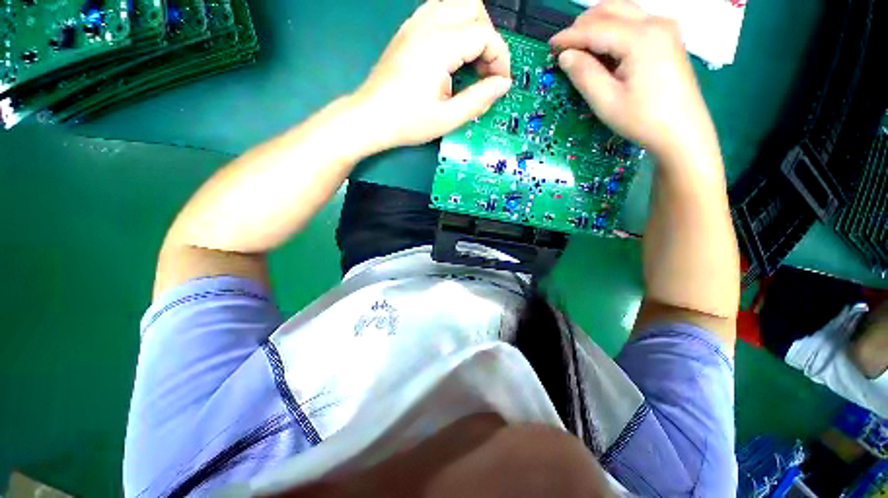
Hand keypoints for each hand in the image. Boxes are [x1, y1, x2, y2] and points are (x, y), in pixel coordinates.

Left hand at [352, 0, 511, 149]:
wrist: (370, 118)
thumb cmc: (407, 122)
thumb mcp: (447, 119)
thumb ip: (478, 99)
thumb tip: (502, 85)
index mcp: (439, 46)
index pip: (484, 34)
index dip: (499, 58)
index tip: (499, 83)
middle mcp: (427, 24)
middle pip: (474, 8)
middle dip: (488, 38)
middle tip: (485, 71)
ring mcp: (415, 24)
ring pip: (457, 4)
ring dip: (472, 29)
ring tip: (471, 63)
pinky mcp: (407, 30)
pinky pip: (439, 12)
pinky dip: (455, 27)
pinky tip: (452, 55)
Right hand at [550, 0, 716, 160]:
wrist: (682, 132)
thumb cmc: (643, 120)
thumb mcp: (606, 101)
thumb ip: (584, 74)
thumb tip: (566, 56)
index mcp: (641, 38)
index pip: (596, 28)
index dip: (569, 37)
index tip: (550, 46)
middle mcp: (656, 23)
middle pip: (611, 9)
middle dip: (583, 25)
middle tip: (565, 48)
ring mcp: (665, 28)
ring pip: (623, 11)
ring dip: (598, 25)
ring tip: (581, 48)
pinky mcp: (668, 38)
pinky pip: (634, 22)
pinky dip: (614, 30)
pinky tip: (604, 50)